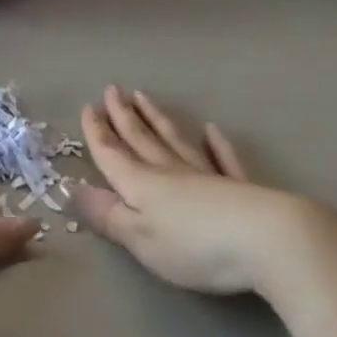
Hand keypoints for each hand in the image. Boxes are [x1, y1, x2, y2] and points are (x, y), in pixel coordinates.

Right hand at [71, 86, 323, 297]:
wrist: (265, 240)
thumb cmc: (193, 246)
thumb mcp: (140, 238)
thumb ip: (107, 215)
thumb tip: (71, 189)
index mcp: (142, 184)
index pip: (112, 154)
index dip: (97, 133)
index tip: (87, 106)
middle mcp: (170, 171)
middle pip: (142, 139)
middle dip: (123, 116)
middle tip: (113, 89)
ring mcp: (206, 176)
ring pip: (175, 141)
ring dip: (157, 119)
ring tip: (145, 97)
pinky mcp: (239, 188)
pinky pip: (222, 159)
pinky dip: (216, 145)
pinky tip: (211, 131)